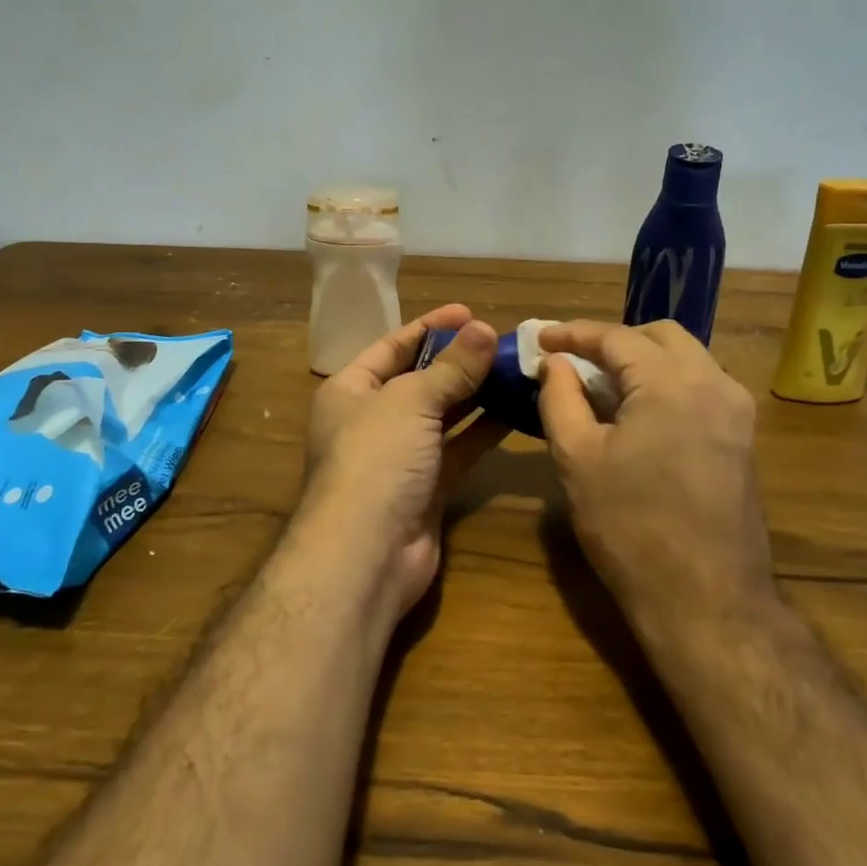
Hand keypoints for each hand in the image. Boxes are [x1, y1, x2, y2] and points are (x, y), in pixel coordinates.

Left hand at [298, 305, 510, 623]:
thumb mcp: (411, 401)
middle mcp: (372, 420)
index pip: (391, 347)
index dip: (429, 327)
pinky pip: (459, 450)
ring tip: (516, 370)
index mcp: (350, 390)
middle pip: (420, 380)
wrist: (366, 554)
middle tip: (502, 342)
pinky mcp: (427, 488)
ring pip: (443, 416)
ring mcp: (400, 457)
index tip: (469, 311)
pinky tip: (516, 411)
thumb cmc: (376, 458)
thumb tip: (484, 329)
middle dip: (458, 361)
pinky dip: (484, 432)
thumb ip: (451, 368)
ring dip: (476, 394)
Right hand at [537, 320, 776, 640]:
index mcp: (672, 382)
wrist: (706, 600)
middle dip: (614, 340)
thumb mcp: (578, 458)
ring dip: (642, 361)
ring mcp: (736, 411)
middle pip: (661, 336)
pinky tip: (637, 413)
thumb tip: (553, 362)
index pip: (617, 337)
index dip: (574, 333)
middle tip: (574, 360)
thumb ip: (559, 398)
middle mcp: (714, 383)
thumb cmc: (630, 526)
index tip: (541, 336)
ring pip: (686, 359)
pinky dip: (665, 383)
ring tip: (601, 385)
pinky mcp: (743, 438)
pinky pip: (701, 387)